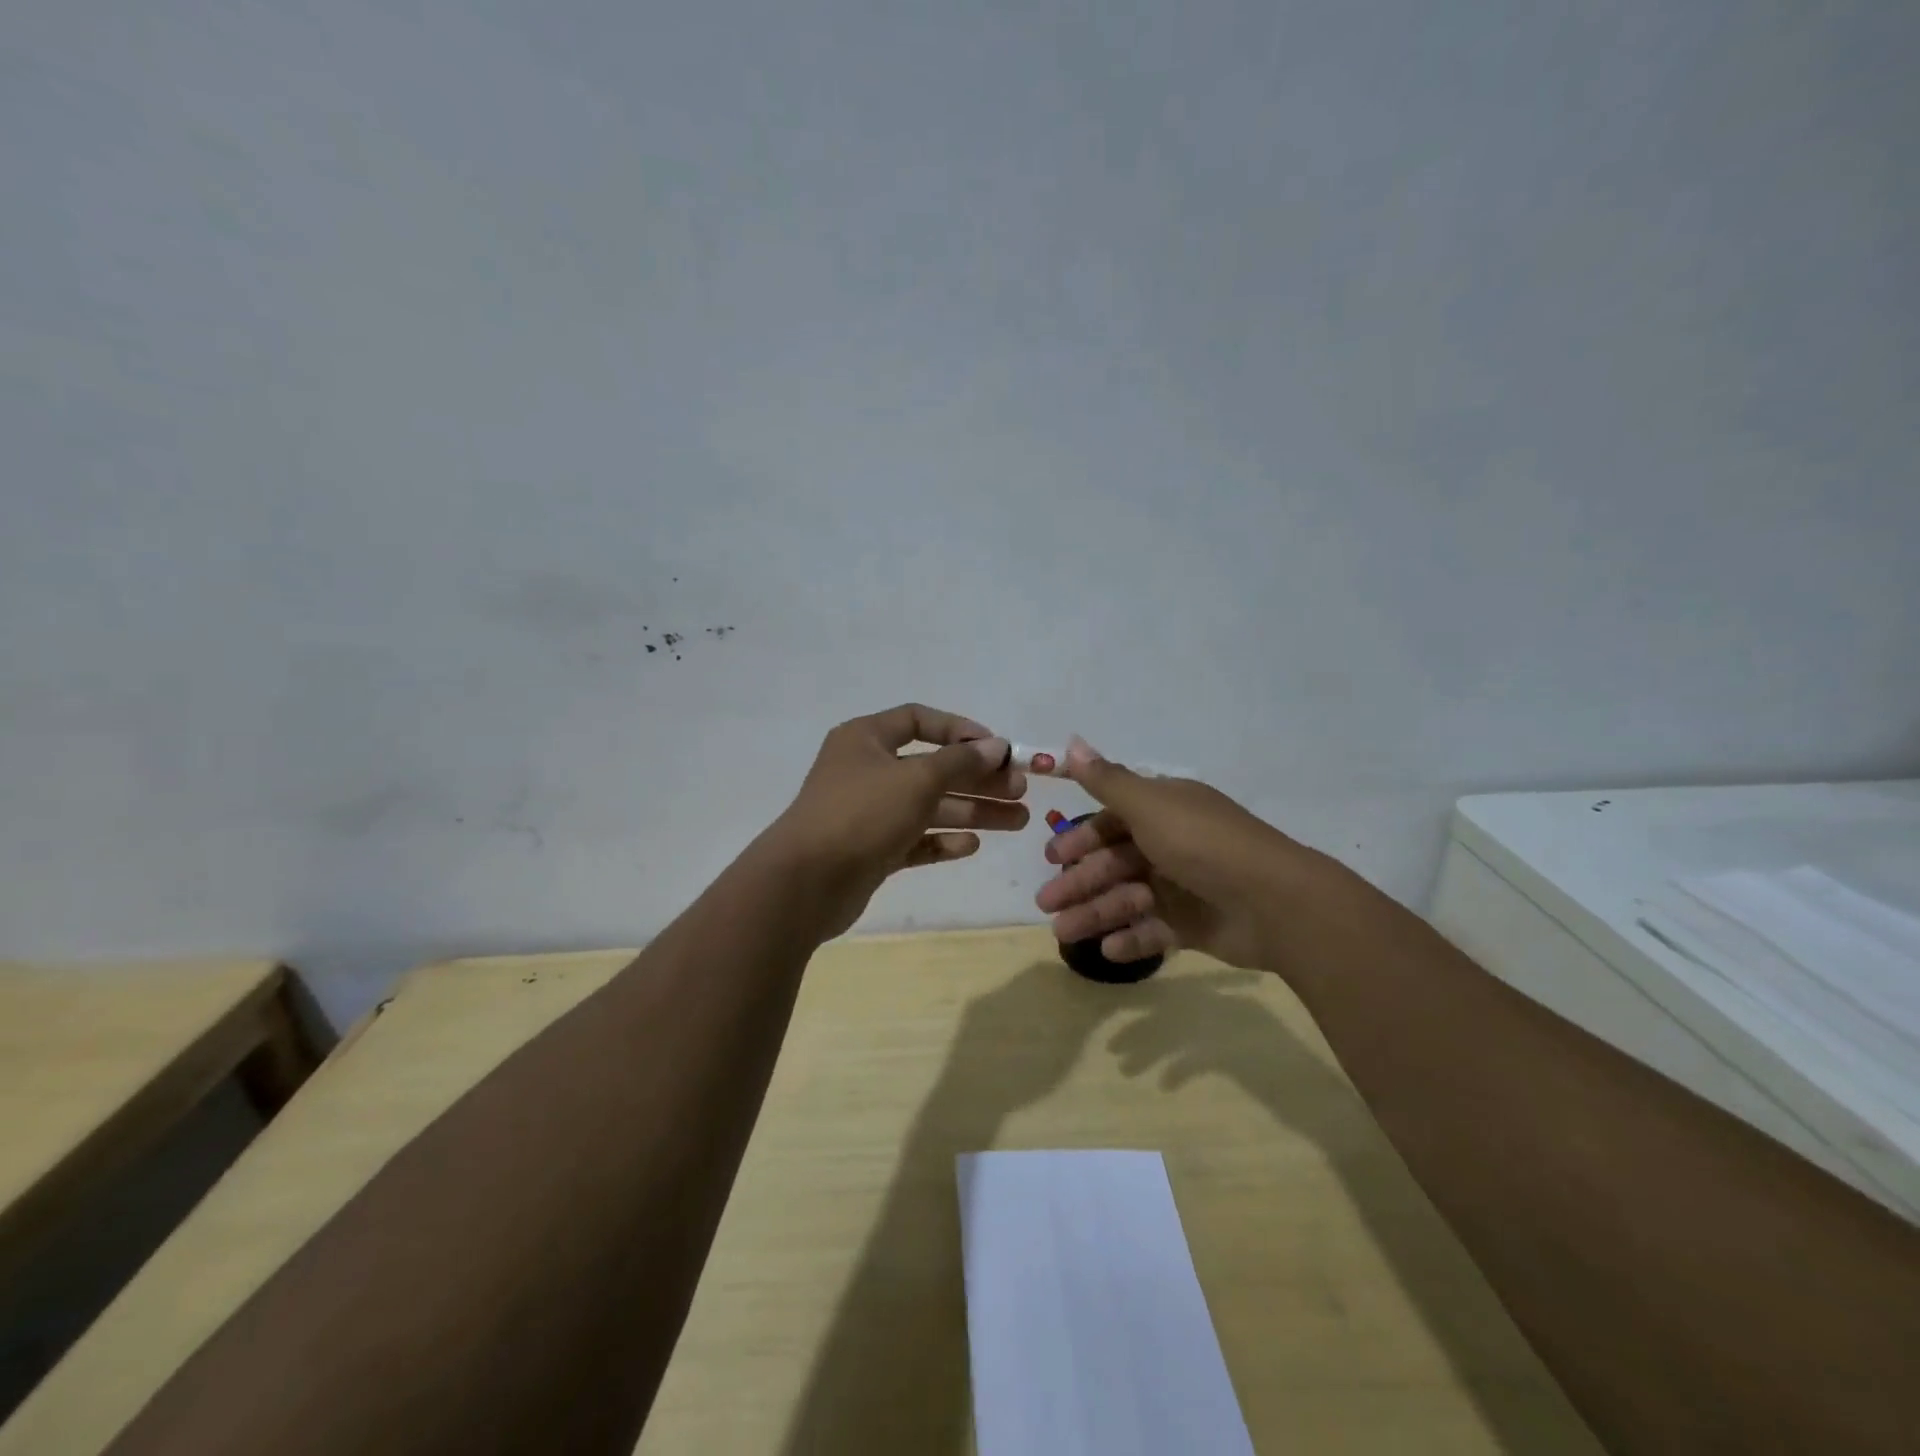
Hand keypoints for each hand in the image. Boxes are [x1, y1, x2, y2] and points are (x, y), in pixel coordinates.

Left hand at [769, 704, 1028, 936]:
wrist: (805, 883)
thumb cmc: (862, 814)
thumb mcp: (917, 779)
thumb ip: (960, 761)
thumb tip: (996, 746)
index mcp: (866, 739)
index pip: (919, 720)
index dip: (960, 730)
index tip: (997, 748)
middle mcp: (867, 771)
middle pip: (933, 768)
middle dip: (978, 779)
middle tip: (1021, 791)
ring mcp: (868, 813)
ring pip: (929, 806)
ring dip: (972, 811)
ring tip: (1018, 820)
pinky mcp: (871, 850)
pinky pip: (914, 839)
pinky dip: (942, 840)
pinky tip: (971, 845)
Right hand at [1034, 737, 1308, 969]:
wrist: (1275, 902)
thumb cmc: (1202, 845)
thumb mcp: (1149, 806)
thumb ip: (1107, 780)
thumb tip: (1071, 741)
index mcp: (1165, 811)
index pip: (1113, 821)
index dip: (1081, 838)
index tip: (1052, 857)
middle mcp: (1172, 844)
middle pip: (1115, 862)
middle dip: (1079, 882)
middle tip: (1046, 903)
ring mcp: (1184, 886)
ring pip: (1128, 898)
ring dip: (1095, 913)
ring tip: (1064, 933)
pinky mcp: (1196, 925)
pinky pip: (1154, 931)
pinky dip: (1130, 938)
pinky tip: (1107, 949)